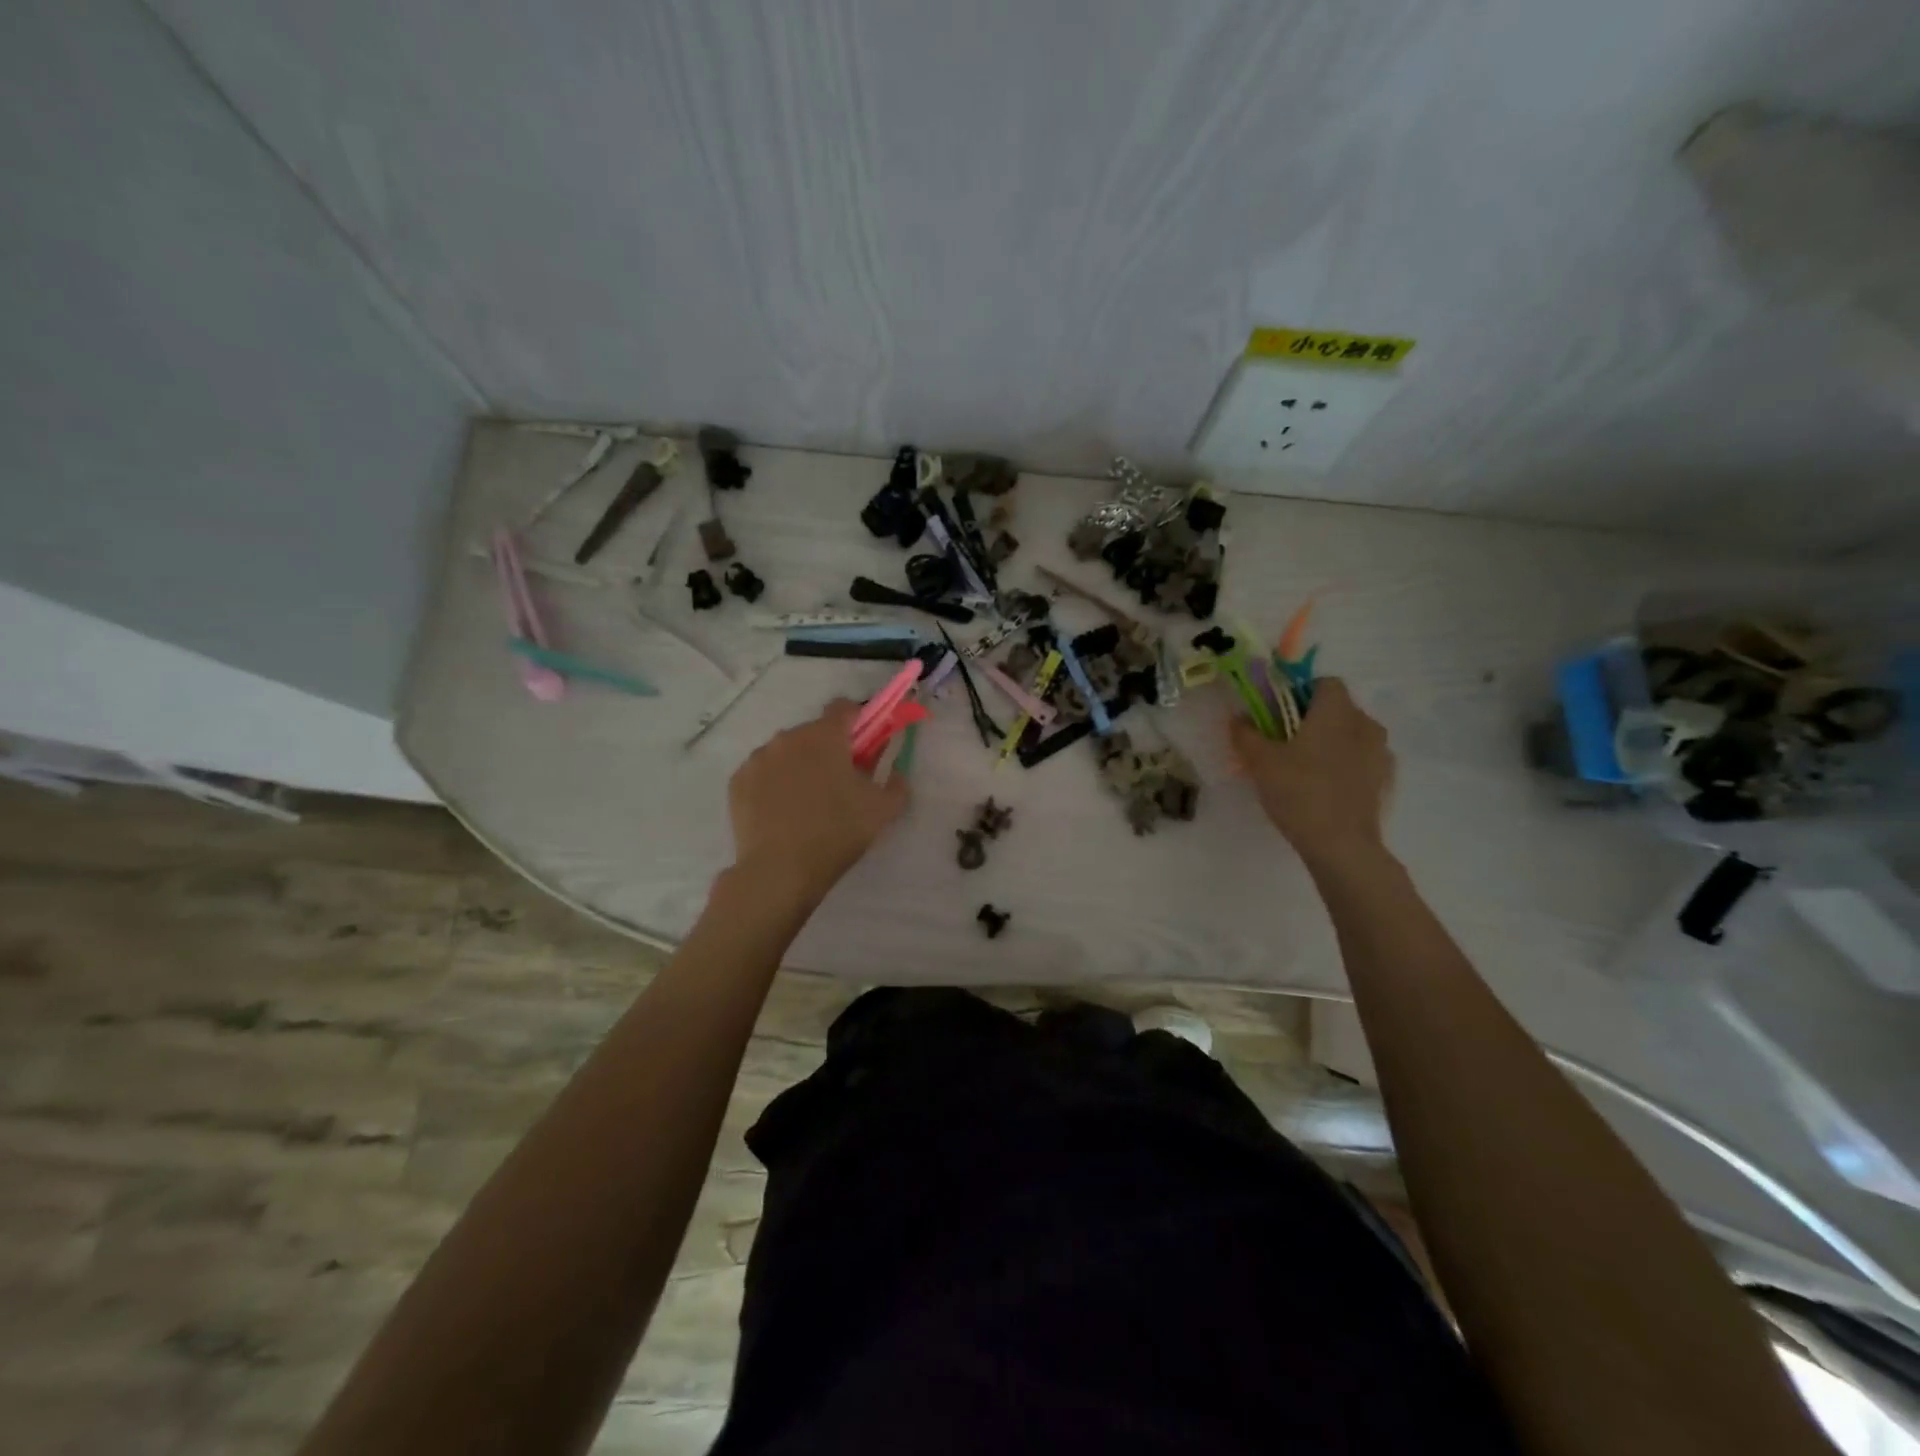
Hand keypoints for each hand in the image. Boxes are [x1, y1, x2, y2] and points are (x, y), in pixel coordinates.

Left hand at [726, 698, 908, 899]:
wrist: (778, 871)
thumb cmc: (836, 834)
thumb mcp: (882, 811)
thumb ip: (896, 785)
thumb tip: (896, 774)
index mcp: (824, 736)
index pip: (843, 707)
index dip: (858, 721)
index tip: (865, 745)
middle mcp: (788, 737)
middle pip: (814, 732)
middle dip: (828, 750)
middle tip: (839, 783)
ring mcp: (758, 759)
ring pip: (786, 752)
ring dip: (799, 766)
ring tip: (807, 803)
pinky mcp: (737, 781)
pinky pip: (763, 773)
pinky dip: (774, 784)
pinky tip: (782, 813)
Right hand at [1228, 678, 1393, 869]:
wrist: (1342, 845)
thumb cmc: (1299, 791)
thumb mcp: (1260, 761)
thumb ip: (1246, 733)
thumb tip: (1238, 717)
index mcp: (1337, 711)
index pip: (1324, 682)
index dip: (1299, 692)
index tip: (1278, 714)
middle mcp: (1366, 724)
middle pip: (1338, 709)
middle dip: (1312, 720)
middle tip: (1284, 743)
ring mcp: (1381, 754)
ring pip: (1352, 736)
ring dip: (1330, 743)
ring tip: (1304, 769)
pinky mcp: (1386, 781)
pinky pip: (1362, 761)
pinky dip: (1345, 766)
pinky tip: (1324, 790)